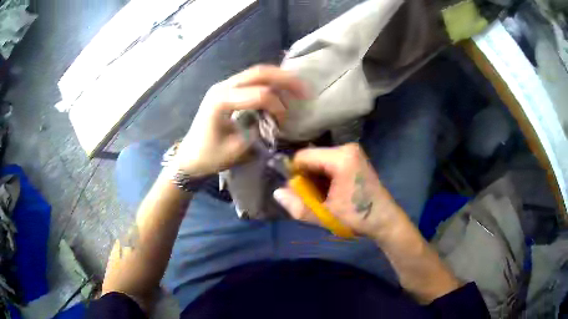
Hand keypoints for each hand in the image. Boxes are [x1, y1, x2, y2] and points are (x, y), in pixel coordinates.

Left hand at [175, 65, 307, 175]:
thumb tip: (275, 122)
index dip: (278, 106)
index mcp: (220, 101)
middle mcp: (222, 87)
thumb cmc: (208, 156)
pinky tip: (280, 90)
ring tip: (297, 88)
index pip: (259, 94)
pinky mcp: (226, 90)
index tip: (283, 123)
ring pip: (256, 73)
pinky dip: (268, 83)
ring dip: (278, 78)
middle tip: (304, 90)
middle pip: (259, 73)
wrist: (189, 157)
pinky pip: (251, 80)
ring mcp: (223, 86)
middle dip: (285, 79)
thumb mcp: (236, 150)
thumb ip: (258, 133)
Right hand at [274, 143, 404, 238]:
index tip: (297, 193)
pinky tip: (331, 191)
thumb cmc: (357, 218)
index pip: (303, 157)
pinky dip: (325, 176)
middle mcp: (347, 148)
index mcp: (340, 158)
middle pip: (312, 158)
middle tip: (311, 198)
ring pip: (320, 161)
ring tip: (323, 197)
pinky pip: (330, 162)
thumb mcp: (325, 216)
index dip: (294, 174)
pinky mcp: (355, 157)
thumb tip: (277, 193)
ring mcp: (352, 152)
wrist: (385, 220)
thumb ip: (298, 206)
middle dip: (306, 177)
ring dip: (315, 178)